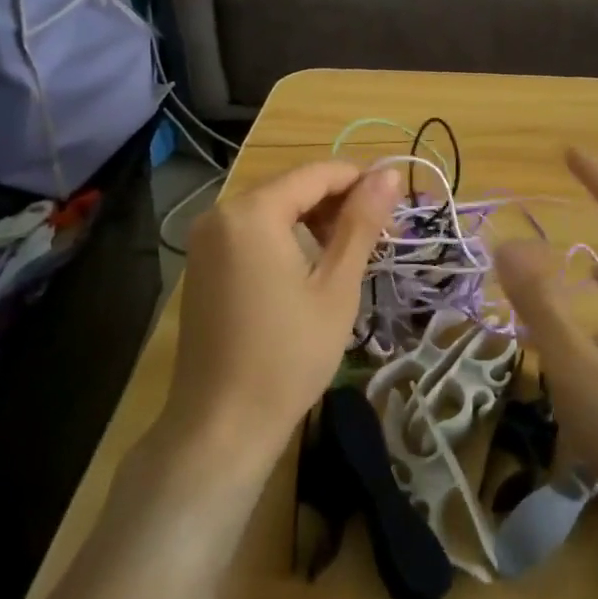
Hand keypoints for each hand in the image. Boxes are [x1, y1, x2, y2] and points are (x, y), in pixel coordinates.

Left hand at [162, 161, 400, 475]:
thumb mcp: (336, 286)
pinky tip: (309, 267)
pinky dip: (284, 237)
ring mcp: (205, 239)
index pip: (317, 173)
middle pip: (292, 187)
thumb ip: (361, 222)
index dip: (361, 181)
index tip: (396, 205)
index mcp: (253, 212)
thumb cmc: (289, 355)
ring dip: (313, 220)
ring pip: (272, 208)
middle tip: (378, 236)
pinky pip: (250, 231)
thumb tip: (390, 173)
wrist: (222, 425)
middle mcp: (221, 213)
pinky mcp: (201, 264)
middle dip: (337, 202)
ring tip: (349, 253)